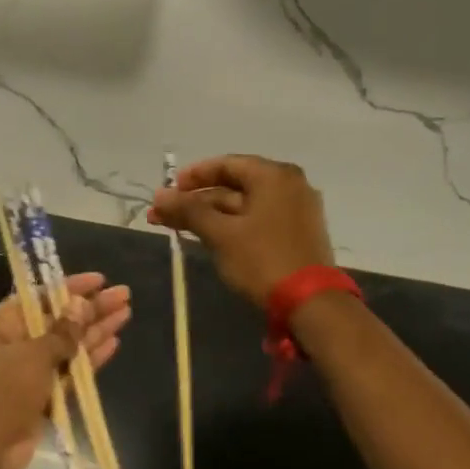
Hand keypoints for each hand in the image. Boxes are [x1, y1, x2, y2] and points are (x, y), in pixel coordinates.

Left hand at [0, 272, 131, 468]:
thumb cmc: (3, 393)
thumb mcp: (34, 355)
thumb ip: (62, 331)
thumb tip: (81, 305)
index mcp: (1, 324)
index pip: (39, 296)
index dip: (70, 287)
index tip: (101, 280)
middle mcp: (15, 342)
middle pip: (58, 319)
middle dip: (91, 308)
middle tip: (124, 295)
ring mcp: (29, 369)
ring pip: (68, 344)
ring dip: (95, 330)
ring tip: (127, 314)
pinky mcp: (43, 394)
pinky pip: (70, 369)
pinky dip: (90, 358)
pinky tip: (114, 343)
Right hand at [149, 155, 333, 307]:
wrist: (311, 304)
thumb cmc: (263, 260)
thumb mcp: (221, 234)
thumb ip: (189, 211)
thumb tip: (159, 196)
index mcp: (274, 176)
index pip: (226, 164)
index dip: (193, 176)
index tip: (168, 191)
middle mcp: (289, 185)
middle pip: (234, 186)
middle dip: (196, 201)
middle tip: (163, 215)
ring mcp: (297, 210)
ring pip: (244, 206)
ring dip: (210, 216)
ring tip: (177, 228)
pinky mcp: (298, 234)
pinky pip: (258, 220)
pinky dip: (232, 226)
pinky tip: (208, 238)